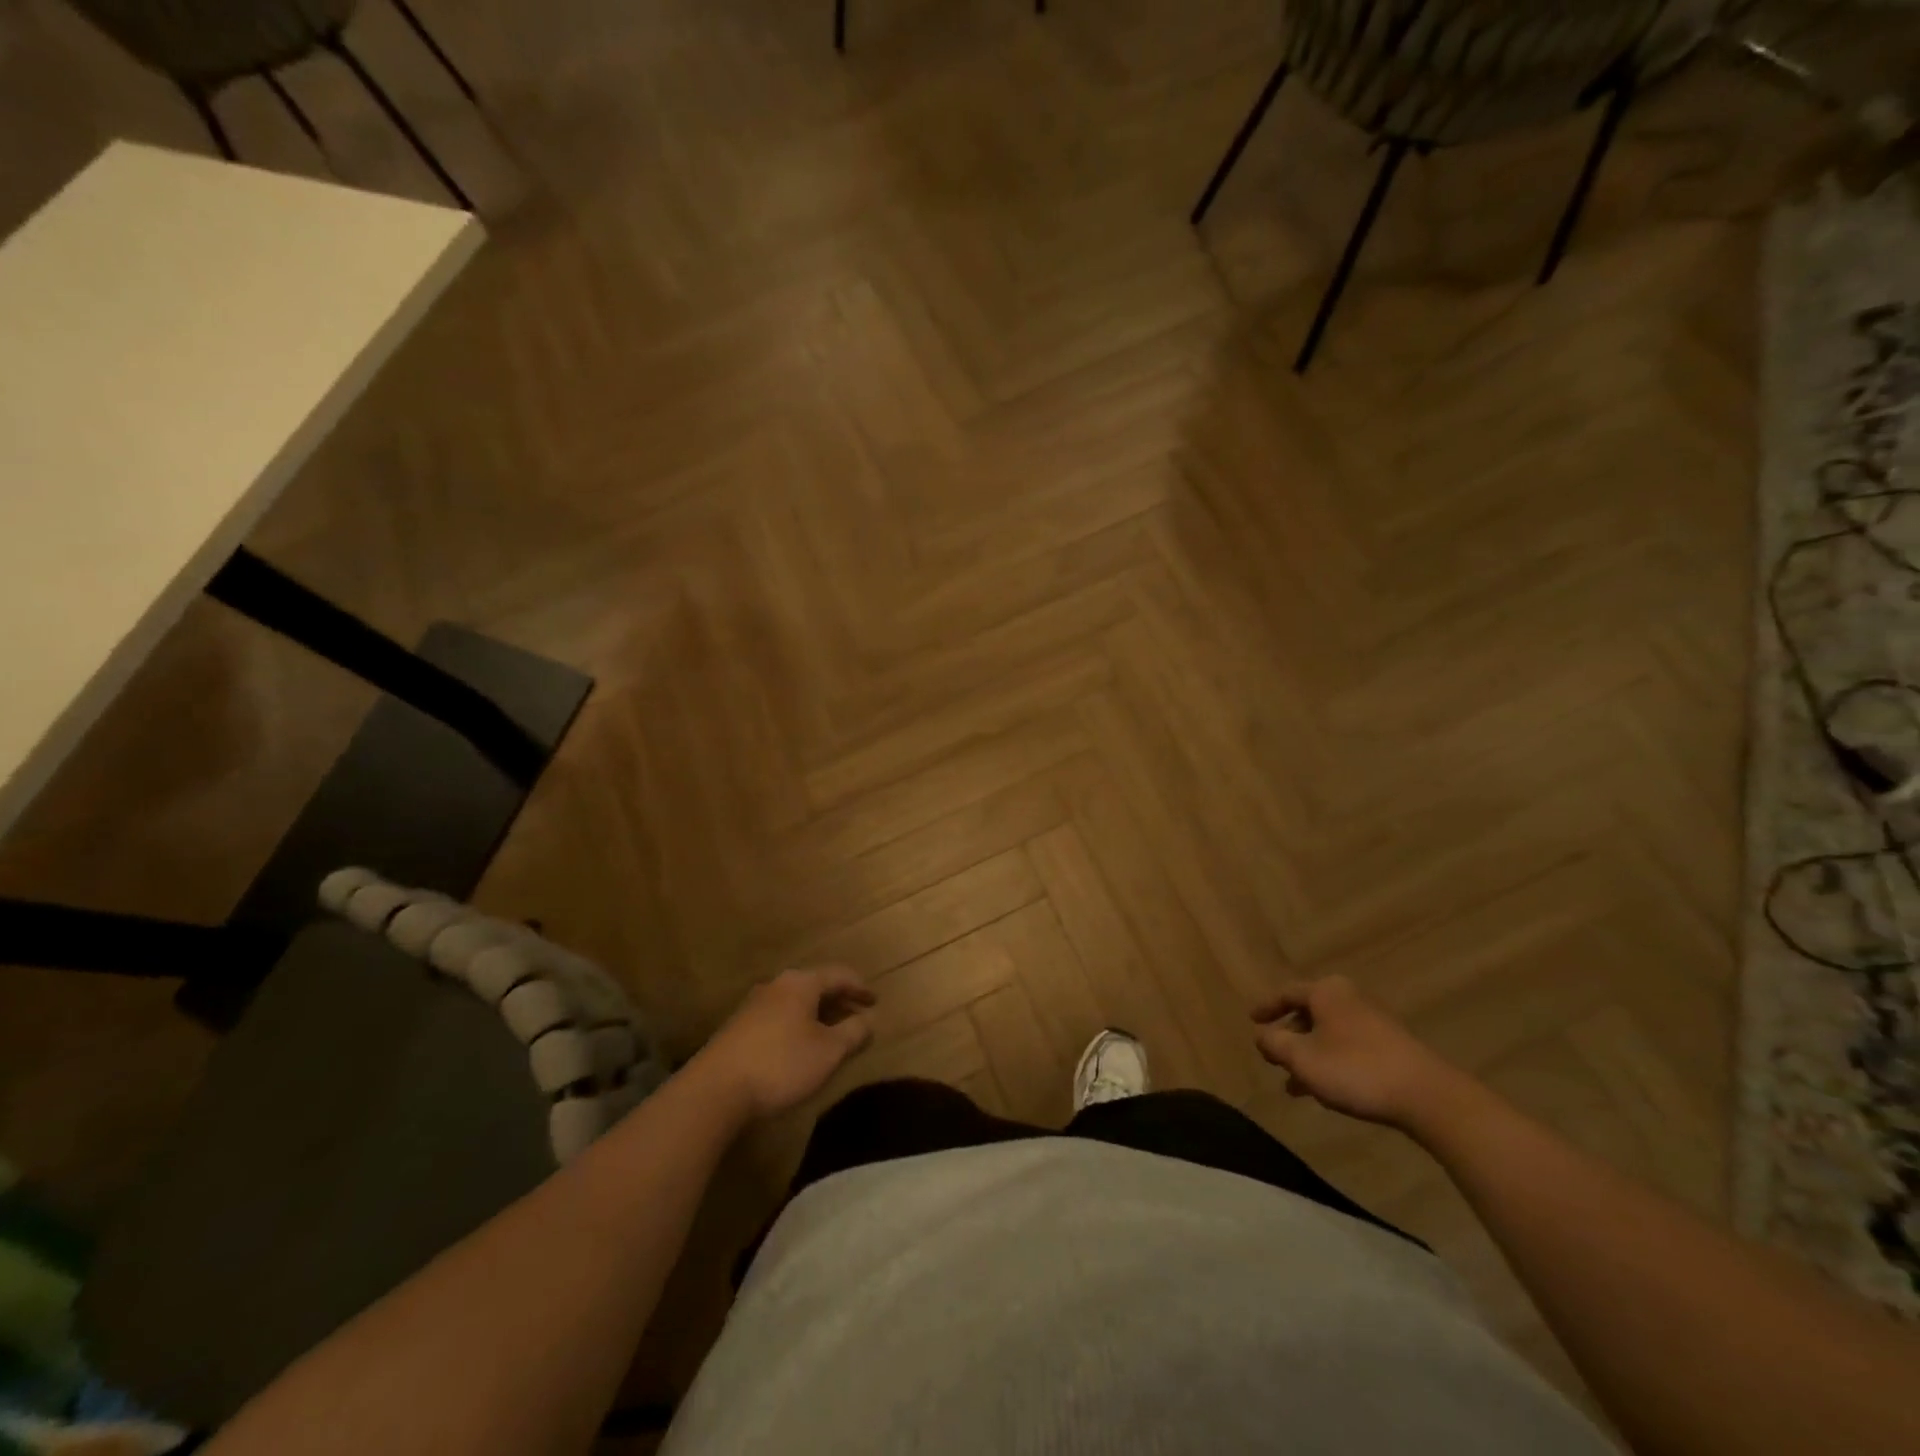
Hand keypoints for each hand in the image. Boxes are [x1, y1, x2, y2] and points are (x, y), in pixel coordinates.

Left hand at [689, 967, 876, 1120]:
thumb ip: (854, 1032)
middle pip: (816, 986)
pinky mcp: (738, 1029)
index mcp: (801, 983)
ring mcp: (753, 1006)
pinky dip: (798, 1026)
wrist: (714, 1091)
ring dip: (818, 1015)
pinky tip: (800, 1047)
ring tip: (832, 1034)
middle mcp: (776, 985)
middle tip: (858, 1016)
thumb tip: (869, 1020)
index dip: (860, 987)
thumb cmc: (781, 1064)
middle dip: (839, 1001)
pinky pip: (779, 1018)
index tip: (875, 1001)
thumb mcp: (828, 1051)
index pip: (839, 975)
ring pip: (796, 1003)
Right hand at [1250, 976, 1461, 1128]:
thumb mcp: (1302, 1058)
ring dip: (1309, 1056)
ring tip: (1294, 1086)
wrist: (1427, 1096)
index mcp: (1326, 992)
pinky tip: (1327, 1090)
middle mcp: (1349, 998)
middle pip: (1308, 1013)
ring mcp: (1374, 1021)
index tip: (1252, 1020)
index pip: (1286, 993)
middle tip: (1273, 1057)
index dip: (1266, 1007)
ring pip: (1328, 1034)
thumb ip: (1274, 1044)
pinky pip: (1348, 1047)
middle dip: (1289, 1037)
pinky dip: (1331, 1062)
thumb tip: (1261, 1036)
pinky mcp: (1392, 1046)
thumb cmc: (1355, 1069)